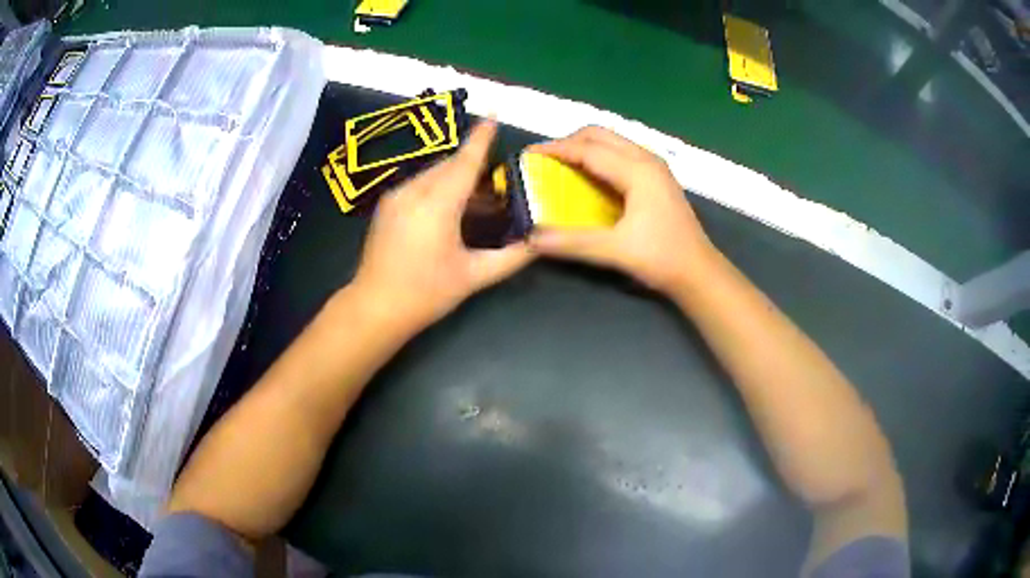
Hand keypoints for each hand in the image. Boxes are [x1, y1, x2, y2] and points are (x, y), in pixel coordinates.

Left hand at [352, 121, 533, 332]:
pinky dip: (439, 186)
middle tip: (496, 177)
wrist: (374, 307)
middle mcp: (414, 192)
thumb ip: (510, 258)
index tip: (494, 115)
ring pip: (433, 173)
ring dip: (456, 177)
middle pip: (449, 165)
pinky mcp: (387, 206)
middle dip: (473, 163)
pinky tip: (450, 206)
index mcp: (437, 205)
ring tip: (478, 197)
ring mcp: (396, 197)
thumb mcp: (472, 277)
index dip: (481, 138)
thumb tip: (538, 243)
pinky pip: (419, 184)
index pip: (464, 162)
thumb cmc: (425, 293)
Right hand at [528, 126, 716, 294]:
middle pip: (600, 135)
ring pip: (612, 142)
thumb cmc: (662, 258)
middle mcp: (646, 159)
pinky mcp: (656, 177)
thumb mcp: (616, 251)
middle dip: (569, 142)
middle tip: (545, 160)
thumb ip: (573, 242)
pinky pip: (620, 154)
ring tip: (561, 165)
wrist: (699, 271)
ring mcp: (654, 167)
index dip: (556, 149)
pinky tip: (589, 177)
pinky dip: (598, 157)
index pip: (589, 149)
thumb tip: (531, 238)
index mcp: (638, 170)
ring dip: (584, 147)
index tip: (528, 155)